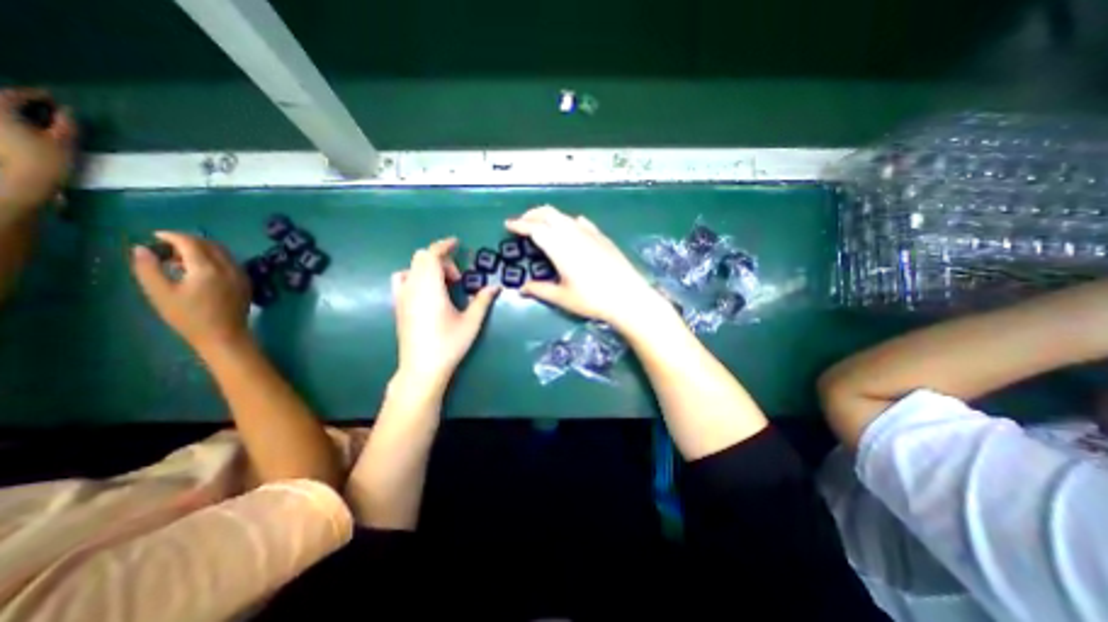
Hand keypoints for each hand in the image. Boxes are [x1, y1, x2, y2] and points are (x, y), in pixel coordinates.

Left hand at [0, 87, 75, 218]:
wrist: (14, 185)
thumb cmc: (42, 162)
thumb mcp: (62, 143)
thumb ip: (66, 125)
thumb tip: (68, 111)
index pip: (14, 94)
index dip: (35, 94)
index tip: (52, 97)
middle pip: (1, 104)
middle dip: (19, 104)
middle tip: (42, 108)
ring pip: (3, 119)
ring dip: (15, 117)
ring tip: (34, 122)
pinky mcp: (0, 144)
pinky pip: (4, 131)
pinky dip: (11, 128)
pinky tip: (24, 135)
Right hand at [132, 230, 252, 355]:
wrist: (224, 334)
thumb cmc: (189, 317)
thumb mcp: (160, 293)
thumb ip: (149, 268)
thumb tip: (141, 248)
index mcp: (209, 268)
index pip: (191, 242)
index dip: (172, 236)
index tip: (155, 236)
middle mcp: (229, 267)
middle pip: (210, 245)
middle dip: (188, 242)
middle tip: (165, 249)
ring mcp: (241, 274)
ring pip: (222, 253)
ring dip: (202, 250)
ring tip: (178, 260)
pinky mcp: (245, 282)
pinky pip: (230, 262)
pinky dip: (214, 259)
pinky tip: (198, 270)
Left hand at [388, 237, 492, 387]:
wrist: (422, 368)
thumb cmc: (449, 344)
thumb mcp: (471, 321)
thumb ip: (483, 300)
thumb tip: (496, 286)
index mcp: (429, 287)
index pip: (431, 255)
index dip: (444, 245)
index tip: (456, 243)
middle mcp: (412, 287)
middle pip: (421, 259)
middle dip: (440, 260)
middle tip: (457, 278)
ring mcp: (401, 297)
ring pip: (411, 268)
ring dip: (428, 268)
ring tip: (443, 285)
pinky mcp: (398, 306)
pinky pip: (403, 280)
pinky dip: (416, 277)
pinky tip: (427, 293)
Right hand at [505, 204, 666, 330]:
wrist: (628, 296)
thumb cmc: (592, 299)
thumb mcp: (562, 297)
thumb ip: (540, 290)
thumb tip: (522, 288)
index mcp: (560, 247)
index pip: (535, 229)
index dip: (519, 225)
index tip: (508, 224)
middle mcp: (573, 233)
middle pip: (549, 214)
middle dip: (532, 215)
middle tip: (523, 223)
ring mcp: (590, 233)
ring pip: (564, 216)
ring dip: (549, 217)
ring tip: (543, 226)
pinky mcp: (602, 237)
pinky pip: (580, 222)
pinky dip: (569, 222)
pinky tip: (571, 229)